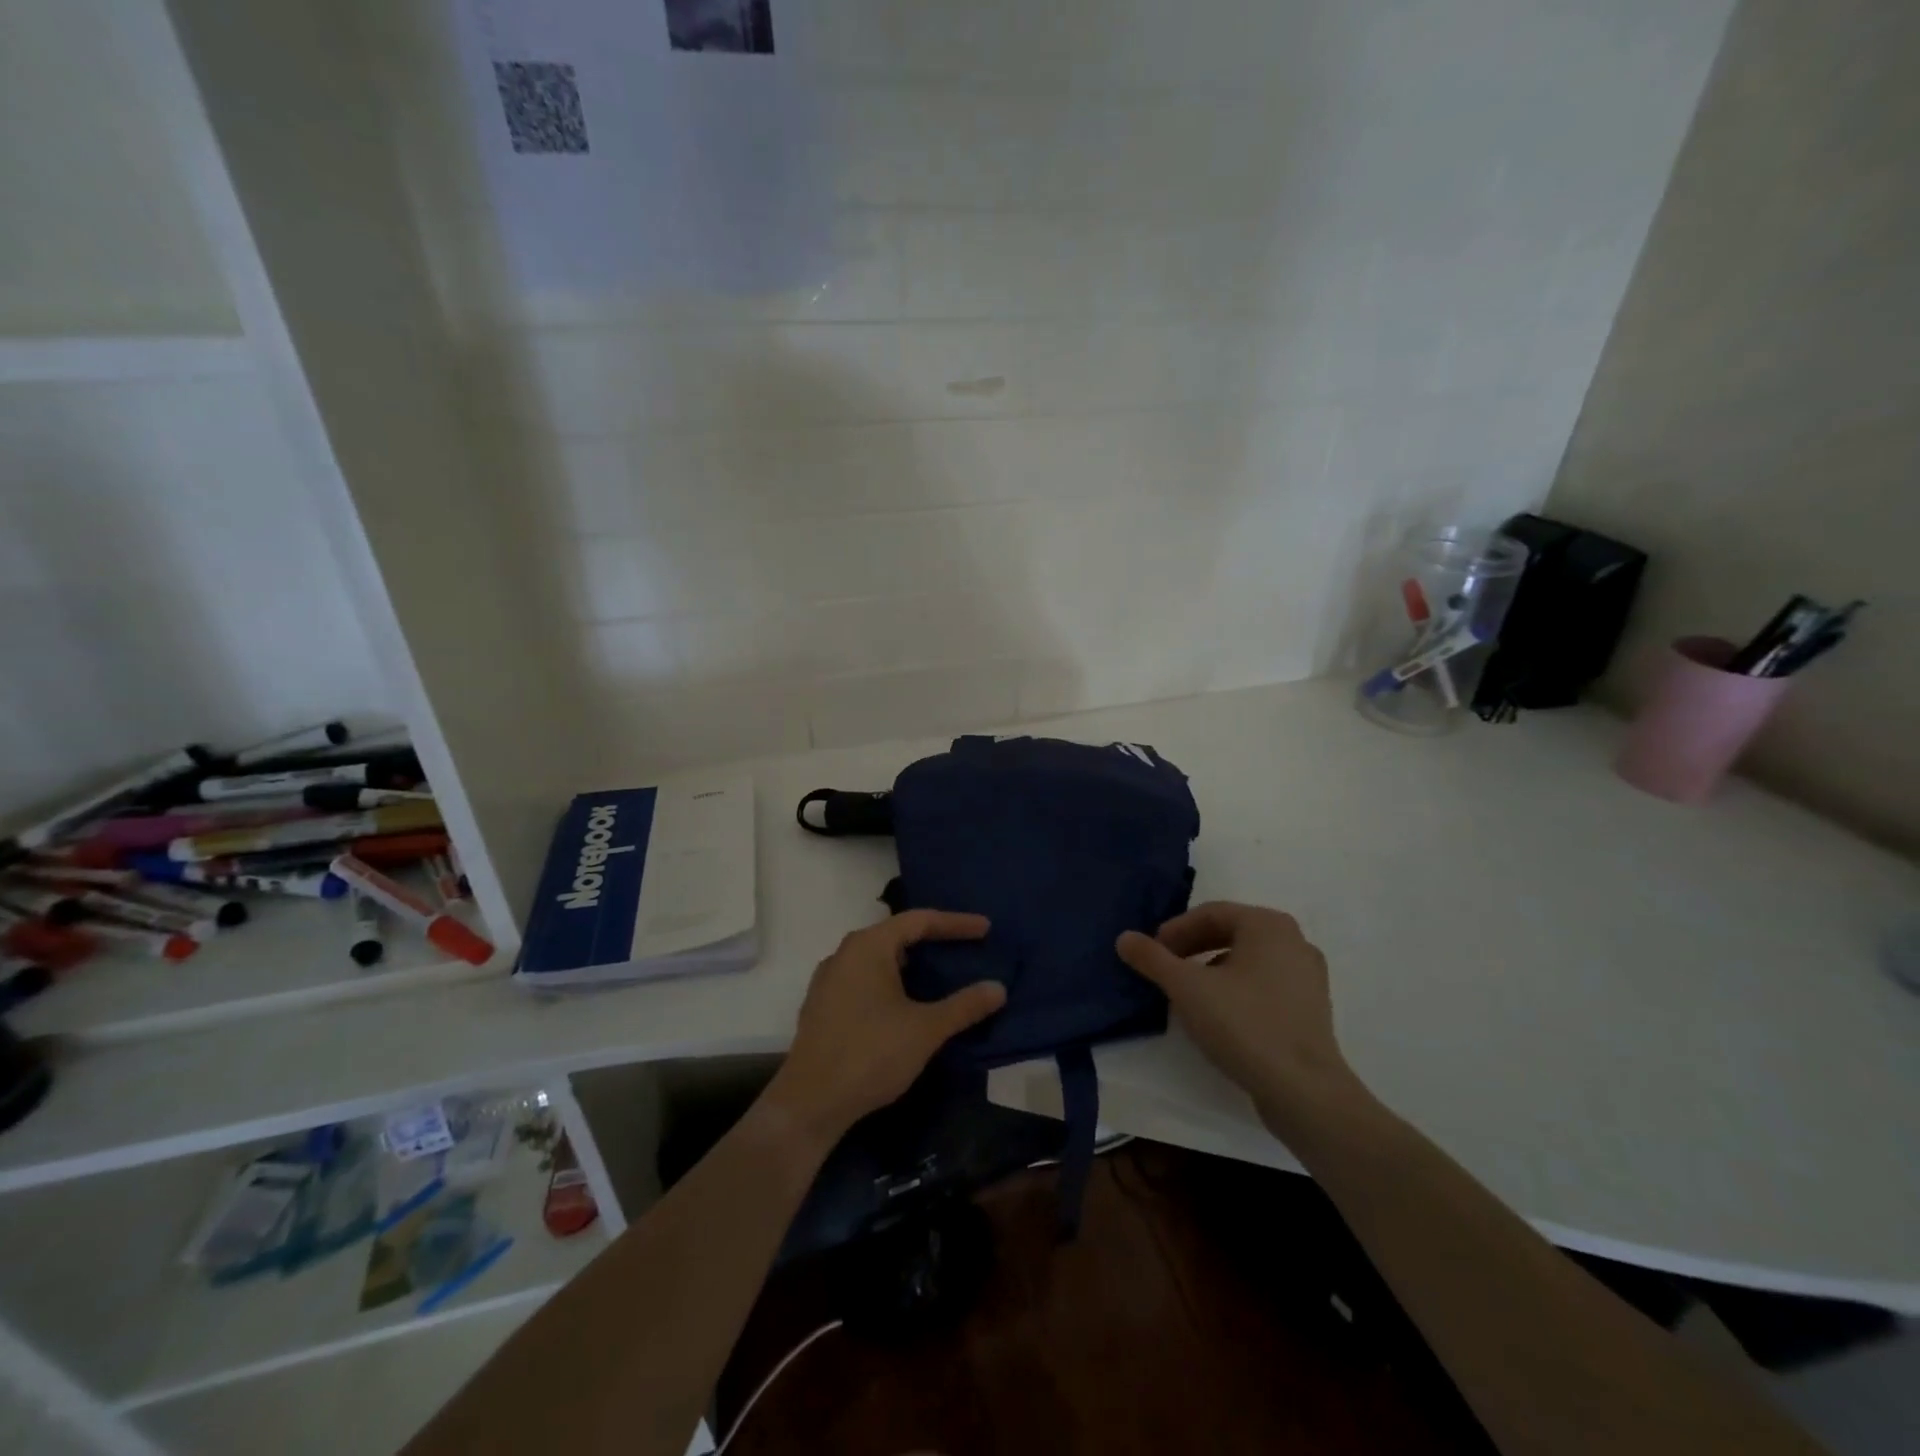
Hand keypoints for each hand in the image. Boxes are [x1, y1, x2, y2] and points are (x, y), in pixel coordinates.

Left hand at [766, 910, 1005, 1146]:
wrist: (810, 1103)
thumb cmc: (870, 1054)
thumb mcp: (926, 1029)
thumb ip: (964, 1006)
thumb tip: (998, 988)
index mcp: (869, 946)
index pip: (919, 921)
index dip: (955, 923)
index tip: (986, 929)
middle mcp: (845, 953)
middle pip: (897, 934)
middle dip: (932, 939)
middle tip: (964, 947)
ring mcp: (829, 979)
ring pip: (878, 958)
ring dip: (910, 962)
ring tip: (938, 972)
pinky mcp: (822, 1004)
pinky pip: (864, 978)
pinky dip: (890, 981)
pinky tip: (904, 1001)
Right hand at [1117, 902, 1360, 1135]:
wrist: (1304, 1091)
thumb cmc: (1244, 1024)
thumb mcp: (1187, 988)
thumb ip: (1152, 959)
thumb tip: (1124, 937)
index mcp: (1268, 924)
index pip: (1211, 913)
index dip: (1176, 930)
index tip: (1153, 952)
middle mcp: (1294, 940)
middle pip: (1231, 932)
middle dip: (1194, 947)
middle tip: (1167, 968)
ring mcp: (1309, 975)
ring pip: (1249, 959)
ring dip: (1214, 968)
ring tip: (1189, 992)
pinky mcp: (1313, 1007)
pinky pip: (1266, 982)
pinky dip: (1238, 987)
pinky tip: (1220, 1014)